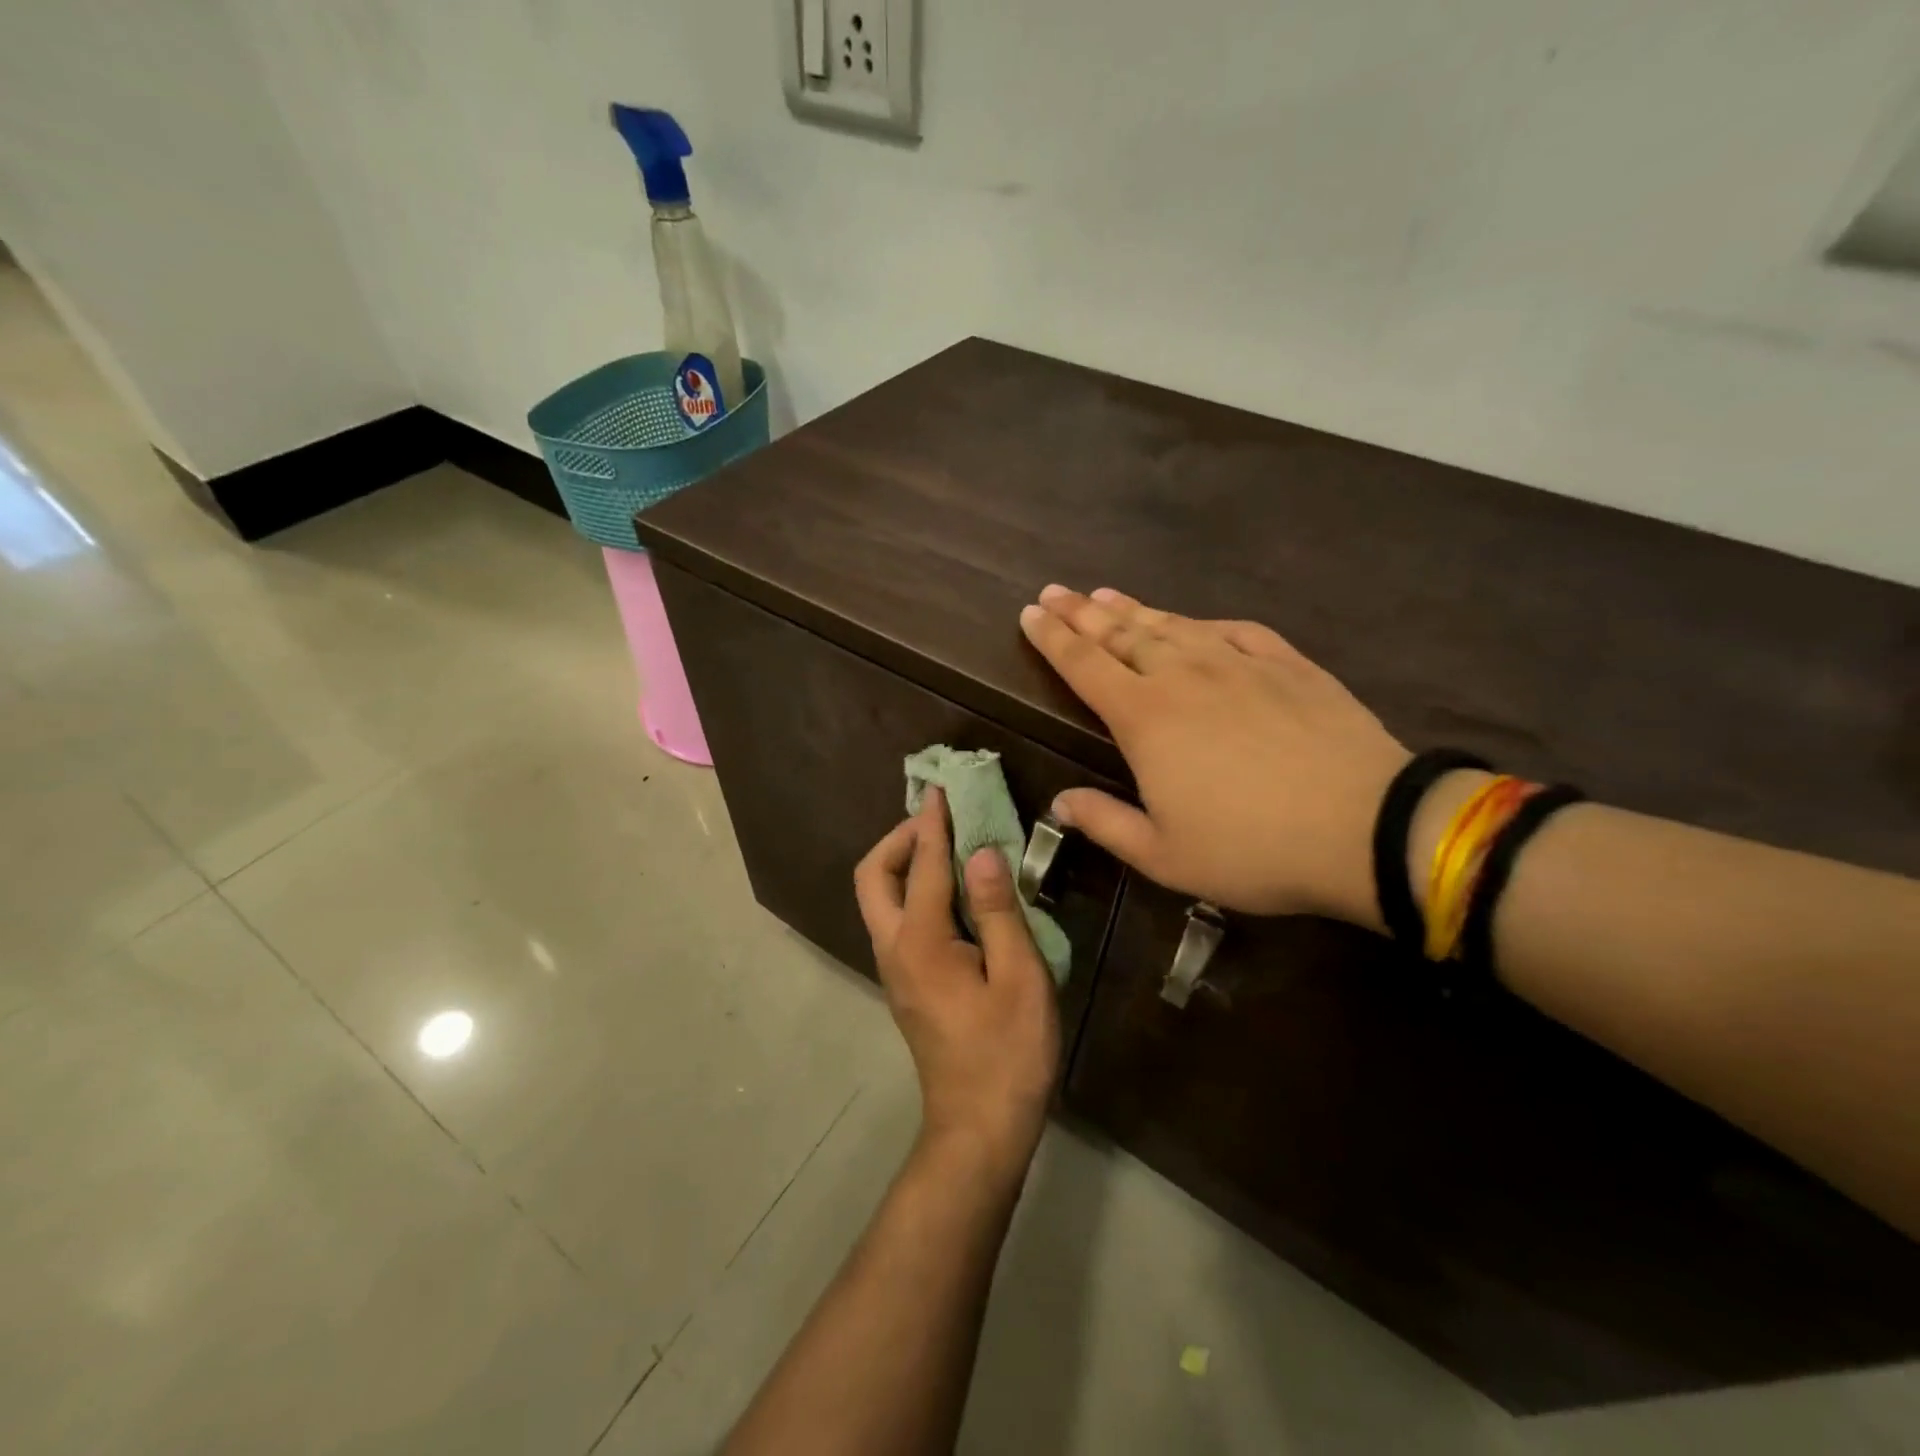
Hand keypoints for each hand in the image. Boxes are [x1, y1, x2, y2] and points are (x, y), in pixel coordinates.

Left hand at [853, 790, 1060, 1178]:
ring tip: (948, 848)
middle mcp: (894, 948)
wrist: (979, 1126)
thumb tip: (981, 853)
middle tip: (939, 823)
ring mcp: (894, 969)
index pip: (922, 864)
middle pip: (873, 877)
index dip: (933, 823)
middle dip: (899, 839)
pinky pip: (897, 919)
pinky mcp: (905, 984)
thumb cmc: (1007, 1052)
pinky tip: (953, 893)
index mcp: (920, 941)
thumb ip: (997, 910)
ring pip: (879, 899)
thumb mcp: (1018, 977)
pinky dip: (914, 890)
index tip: (942, 789)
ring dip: (904, 863)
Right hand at [1020, 586, 1409, 926]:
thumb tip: (1061, 803)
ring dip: (1133, 610)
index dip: (1052, 639)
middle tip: (1055, 592)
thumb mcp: (1164, 856)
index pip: (1084, 666)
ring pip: (1172, 625)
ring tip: (1105, 595)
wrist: (1367, 828)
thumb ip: (1106, 824)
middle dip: (1082, 613)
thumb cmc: (1252, 850)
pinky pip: (1234, 631)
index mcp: (1145, 719)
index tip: (1029, 614)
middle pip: (1121, 634)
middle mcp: (1184, 676)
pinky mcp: (1287, 664)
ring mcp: (1239, 664)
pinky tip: (1194, 622)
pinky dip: (1203, 623)